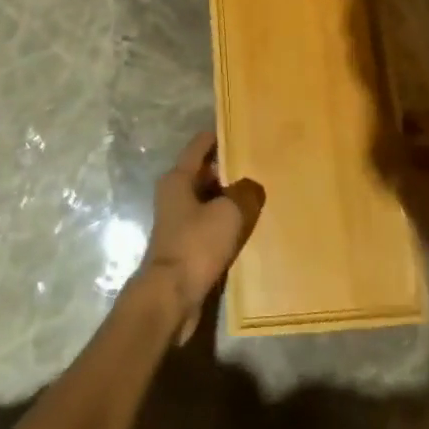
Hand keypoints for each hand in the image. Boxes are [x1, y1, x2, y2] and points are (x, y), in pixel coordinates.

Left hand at [137, 132, 264, 343]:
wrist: (170, 298)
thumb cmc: (196, 245)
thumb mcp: (229, 213)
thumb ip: (245, 193)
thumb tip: (251, 187)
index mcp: (178, 178)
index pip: (199, 146)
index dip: (219, 136)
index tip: (240, 130)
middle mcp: (174, 195)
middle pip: (204, 173)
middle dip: (228, 169)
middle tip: (258, 165)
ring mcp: (177, 222)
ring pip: (207, 201)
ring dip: (228, 199)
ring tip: (257, 196)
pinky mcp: (184, 247)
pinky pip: (208, 226)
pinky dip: (224, 224)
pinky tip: (245, 229)